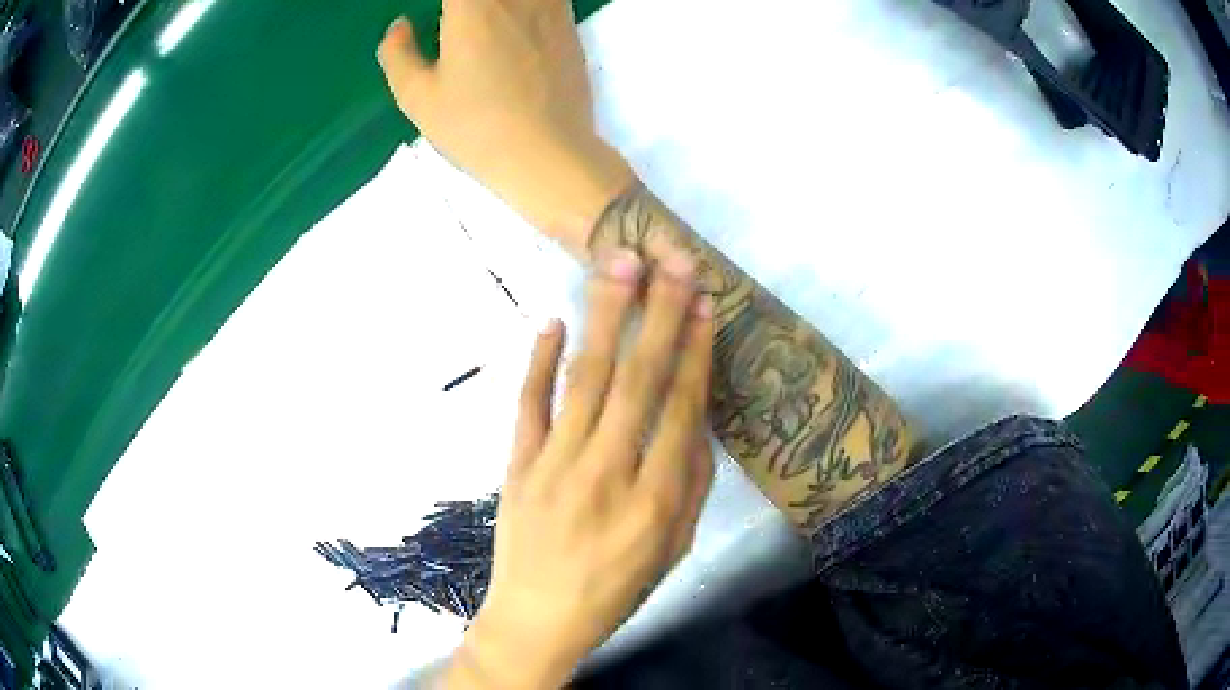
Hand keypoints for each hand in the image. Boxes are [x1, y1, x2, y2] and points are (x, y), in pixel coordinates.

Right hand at [377, 0, 633, 256]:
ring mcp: (551, 6)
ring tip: (482, 22)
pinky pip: (548, 0)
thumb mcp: (418, 97)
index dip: (446, 7)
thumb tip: (399, 27)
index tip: (438, 20)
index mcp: (472, 4)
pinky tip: (516, 24)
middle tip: (453, 21)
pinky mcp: (572, 25)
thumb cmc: (475, 126)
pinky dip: (526, 7)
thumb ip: (398, 54)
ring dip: (497, 6)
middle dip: (464, 5)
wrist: (547, 153)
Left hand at [445, 250, 715, 688]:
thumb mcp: (674, 549)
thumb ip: (691, 483)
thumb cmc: (615, 589)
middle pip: (636, 380)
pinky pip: (528, 404)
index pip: (680, 409)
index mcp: (654, 500)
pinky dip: (539, 361)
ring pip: (584, 379)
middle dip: (658, 314)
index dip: (694, 351)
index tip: (703, 303)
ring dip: (605, 318)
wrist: (538, 618)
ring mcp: (554, 465)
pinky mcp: (517, 465)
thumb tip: (695, 417)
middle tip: (671, 260)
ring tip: (620, 264)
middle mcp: (606, 473)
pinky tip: (553, 322)